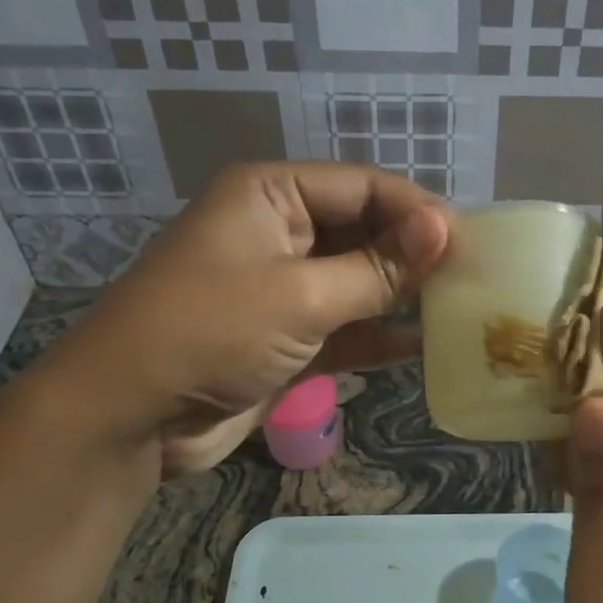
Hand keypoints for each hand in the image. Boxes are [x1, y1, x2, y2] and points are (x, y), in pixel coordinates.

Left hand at [41, 162, 447, 471]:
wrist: (129, 416)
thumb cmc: (210, 331)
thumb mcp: (301, 295)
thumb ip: (377, 269)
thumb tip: (445, 230)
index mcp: (271, 195)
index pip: (362, 186)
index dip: (416, 211)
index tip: (468, 241)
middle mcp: (278, 232)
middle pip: (362, 232)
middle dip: (412, 255)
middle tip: (473, 277)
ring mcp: (280, 288)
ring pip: (356, 282)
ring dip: (400, 296)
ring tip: (460, 308)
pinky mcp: (284, 337)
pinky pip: (343, 326)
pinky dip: (377, 336)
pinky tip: (423, 345)